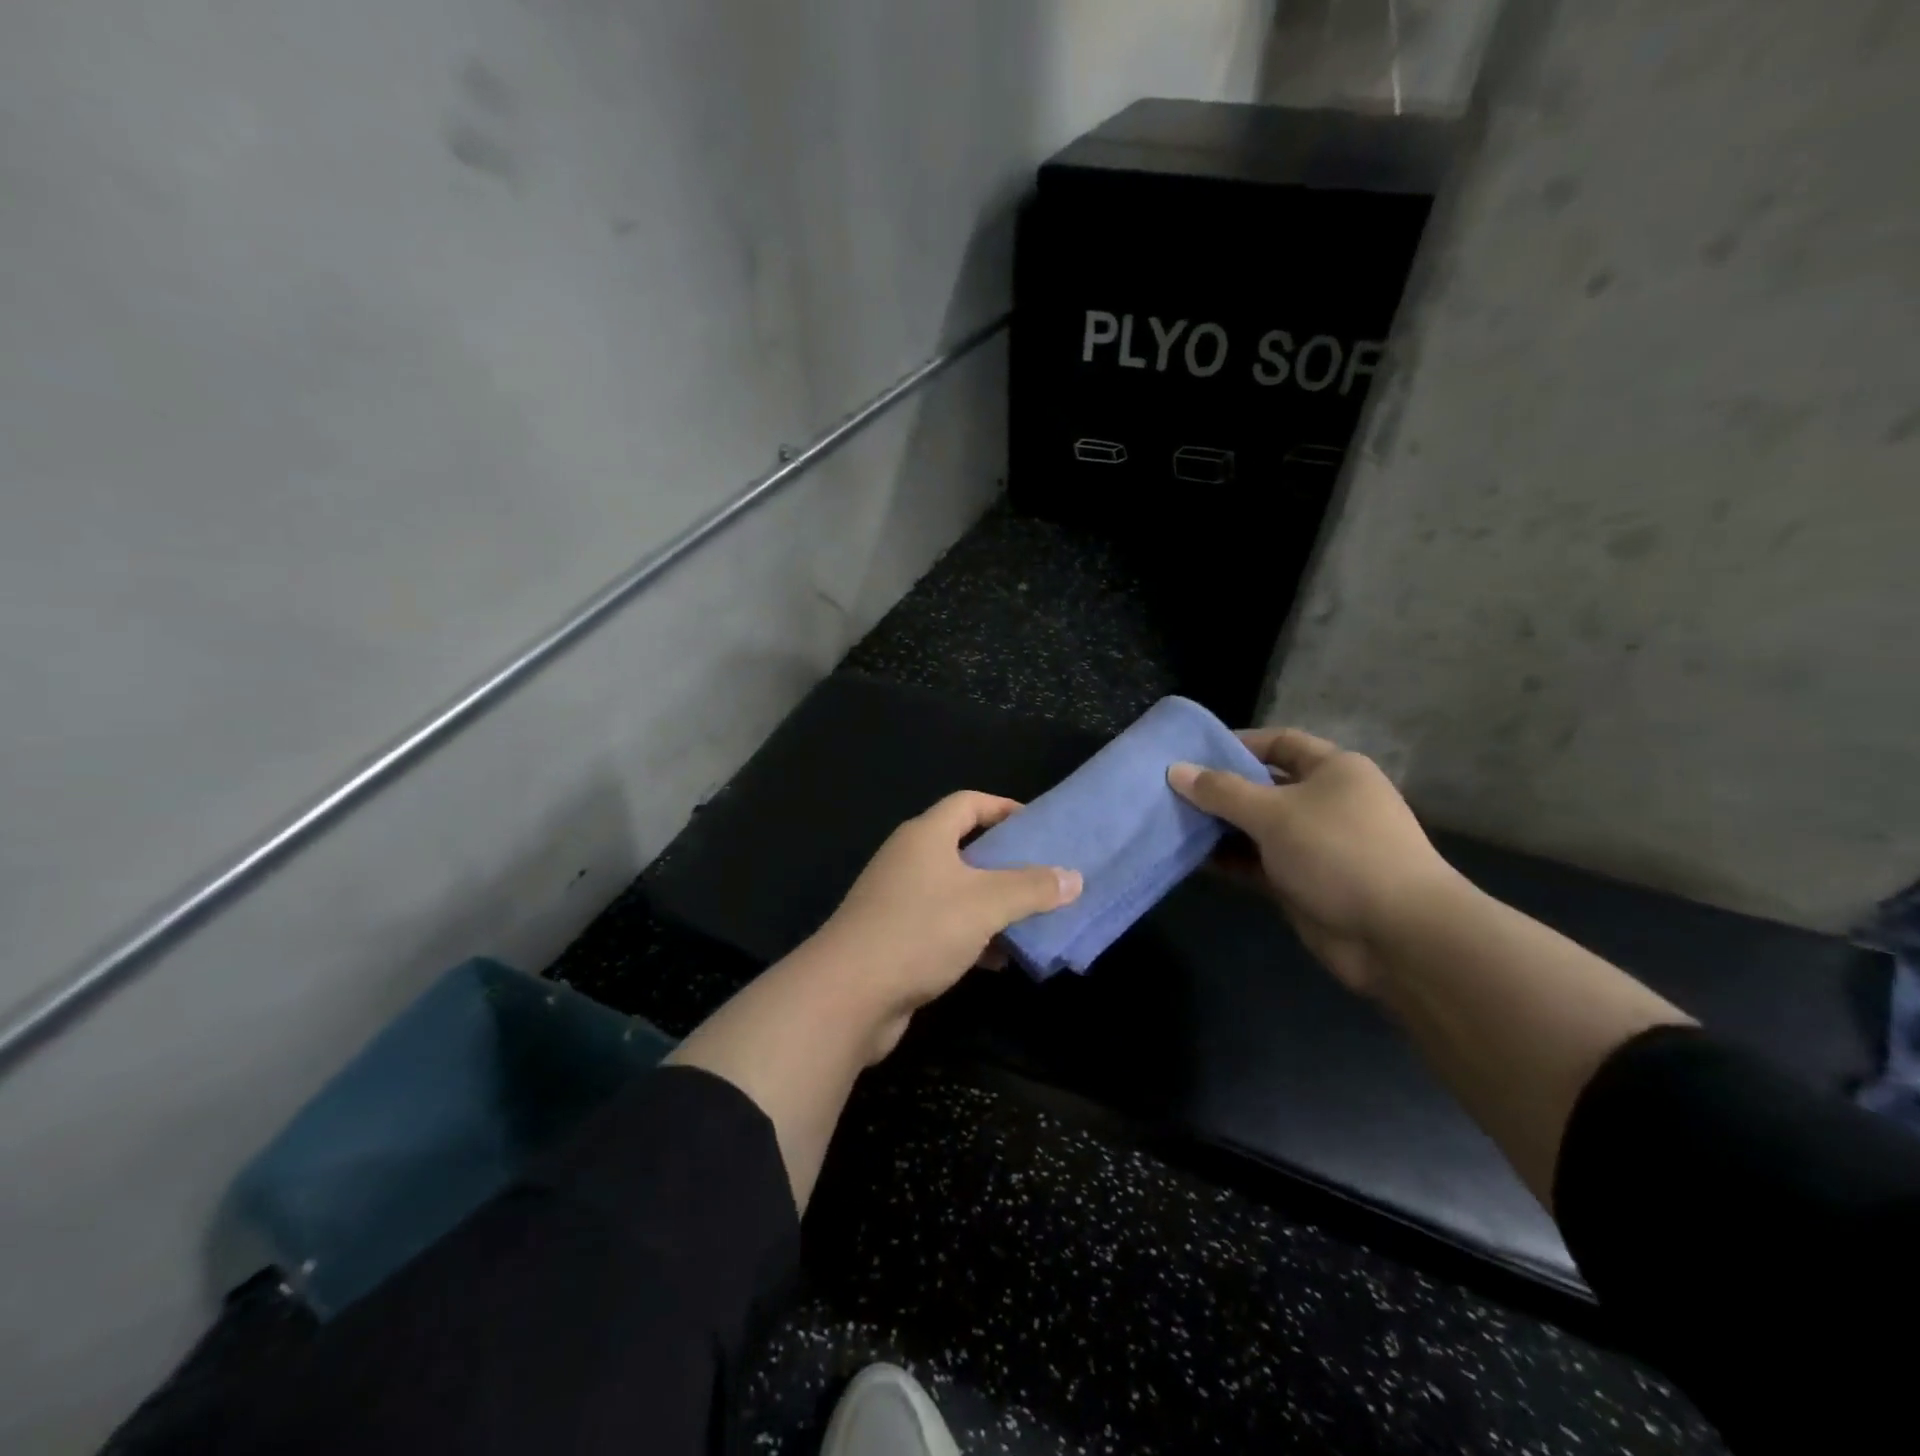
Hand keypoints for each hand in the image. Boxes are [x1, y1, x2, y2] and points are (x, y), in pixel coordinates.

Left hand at [811, 791, 1081, 1055]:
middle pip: (965, 847)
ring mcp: (898, 900)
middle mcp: (909, 859)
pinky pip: (944, 926)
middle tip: (1045, 875)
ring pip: (957, 891)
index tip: (1039, 827)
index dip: (1004, 808)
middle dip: (1006, 862)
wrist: (848, 994)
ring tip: (1033, 919)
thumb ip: (1032, 888)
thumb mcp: (986, 904)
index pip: (969, 803)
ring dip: (992, 904)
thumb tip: (1074, 877)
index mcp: (926, 836)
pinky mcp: (895, 938)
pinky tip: (999, 959)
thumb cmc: (920, 930)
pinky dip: (973, 935)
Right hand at [1168, 729, 1461, 995]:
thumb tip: (1176, 770)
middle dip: (1220, 789)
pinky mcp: (1305, 882)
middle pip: (1264, 786)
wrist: (1398, 935)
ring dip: (1221, 827)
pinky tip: (1193, 858)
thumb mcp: (1274, 813)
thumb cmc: (1338, 852)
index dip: (1237, 743)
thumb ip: (1221, 792)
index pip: (1280, 742)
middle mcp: (1327, 801)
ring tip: (1172, 822)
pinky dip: (1230, 859)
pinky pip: (1259, 862)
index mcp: (1334, 770)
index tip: (1192, 752)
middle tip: (1171, 790)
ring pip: (1258, 827)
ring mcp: (1316, 844)